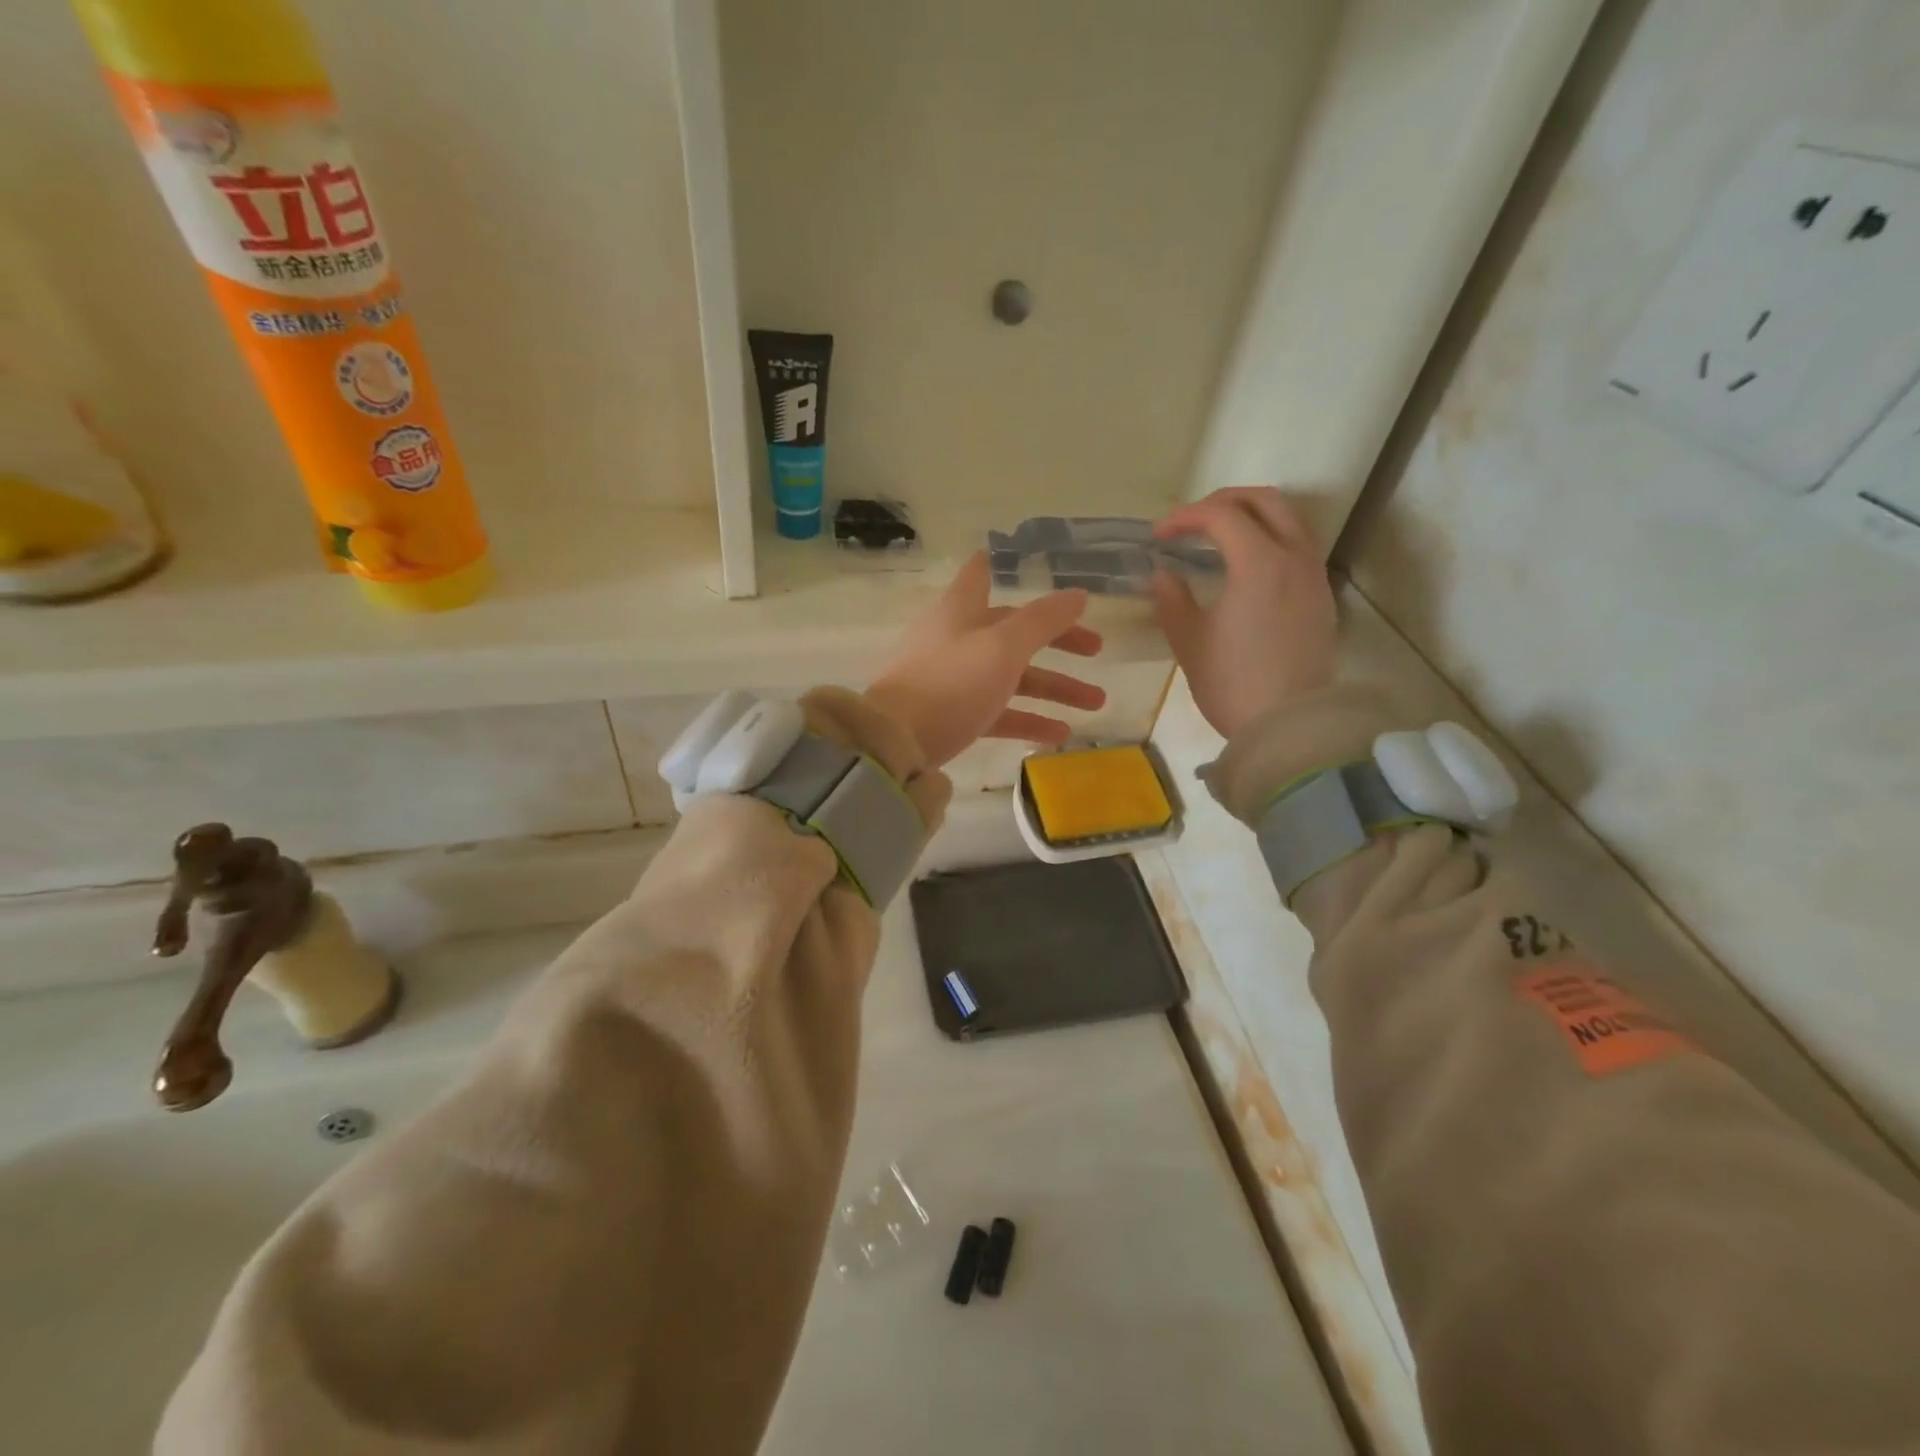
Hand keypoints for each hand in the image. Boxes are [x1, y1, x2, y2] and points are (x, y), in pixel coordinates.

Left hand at [868, 552, 1105, 767]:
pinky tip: (1060, 734)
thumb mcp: (1004, 647)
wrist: (899, 742)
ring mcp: (955, 682)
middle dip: (1057, 641)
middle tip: (1097, 649)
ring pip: (1013, 678)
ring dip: (1054, 688)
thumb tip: (1078, 594)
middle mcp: (957, 641)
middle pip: (1012, 633)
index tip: (1001, 558)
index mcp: (961, 612)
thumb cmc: (953, 682)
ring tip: (1096, 702)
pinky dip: (1028, 720)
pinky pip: (999, 713)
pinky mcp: (955, 718)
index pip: (977, 579)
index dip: (991, 568)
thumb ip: (1043, 621)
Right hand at [1148, 487, 1335, 741]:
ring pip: (1290, 519)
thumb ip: (1171, 598)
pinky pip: (1299, 545)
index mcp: (1259, 562)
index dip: (1184, 517)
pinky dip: (1271, 537)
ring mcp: (1313, 576)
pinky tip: (1248, 564)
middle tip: (1191, 521)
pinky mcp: (1321, 596)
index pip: (1221, 515)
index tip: (1158, 537)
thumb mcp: (1189, 640)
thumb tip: (1163, 574)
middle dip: (1223, 502)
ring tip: (1221, 535)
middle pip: (1264, 501)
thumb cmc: (1232, 683)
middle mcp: (1294, 557)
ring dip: (1252, 515)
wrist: (1288, 726)